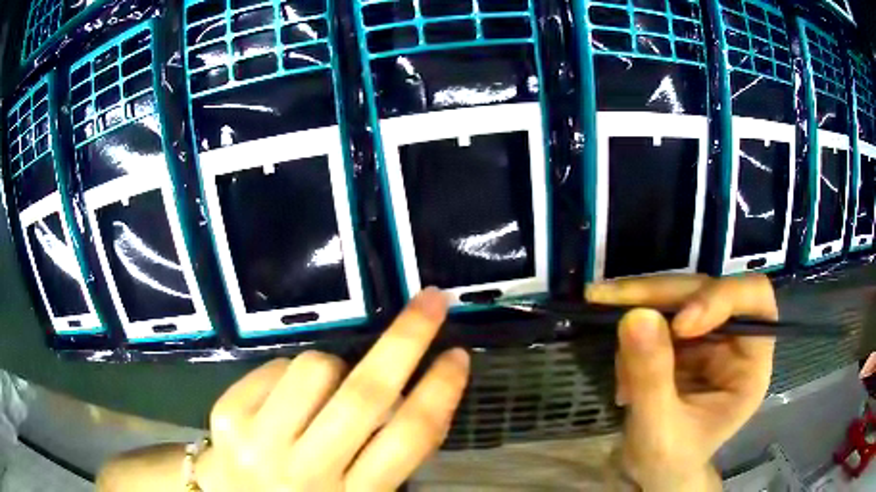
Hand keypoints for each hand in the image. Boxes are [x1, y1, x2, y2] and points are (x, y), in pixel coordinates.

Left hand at [196, 288, 469, 491]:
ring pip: (315, 368)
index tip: (458, 356)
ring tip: (328, 389)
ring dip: (335, 366)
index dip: (439, 392)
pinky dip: (293, 374)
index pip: (409, 438)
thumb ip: (392, 455)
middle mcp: (308, 471)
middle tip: (431, 302)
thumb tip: (421, 394)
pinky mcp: (227, 416)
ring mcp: (260, 442)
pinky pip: (275, 367)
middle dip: (406, 340)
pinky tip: (287, 400)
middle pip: (365, 395)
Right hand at [587, 275, 776, 491]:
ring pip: (679, 295)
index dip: (721, 298)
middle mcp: (734, 341)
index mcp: (751, 365)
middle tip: (608, 298)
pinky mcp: (681, 340)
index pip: (755, 301)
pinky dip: (633, 332)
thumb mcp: (659, 430)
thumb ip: (651, 379)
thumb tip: (635, 315)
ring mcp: (707, 337)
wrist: (653, 473)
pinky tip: (622, 375)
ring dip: (640, 312)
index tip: (678, 324)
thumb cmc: (669, 462)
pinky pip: (657, 313)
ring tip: (618, 366)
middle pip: (708, 289)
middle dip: (661, 296)